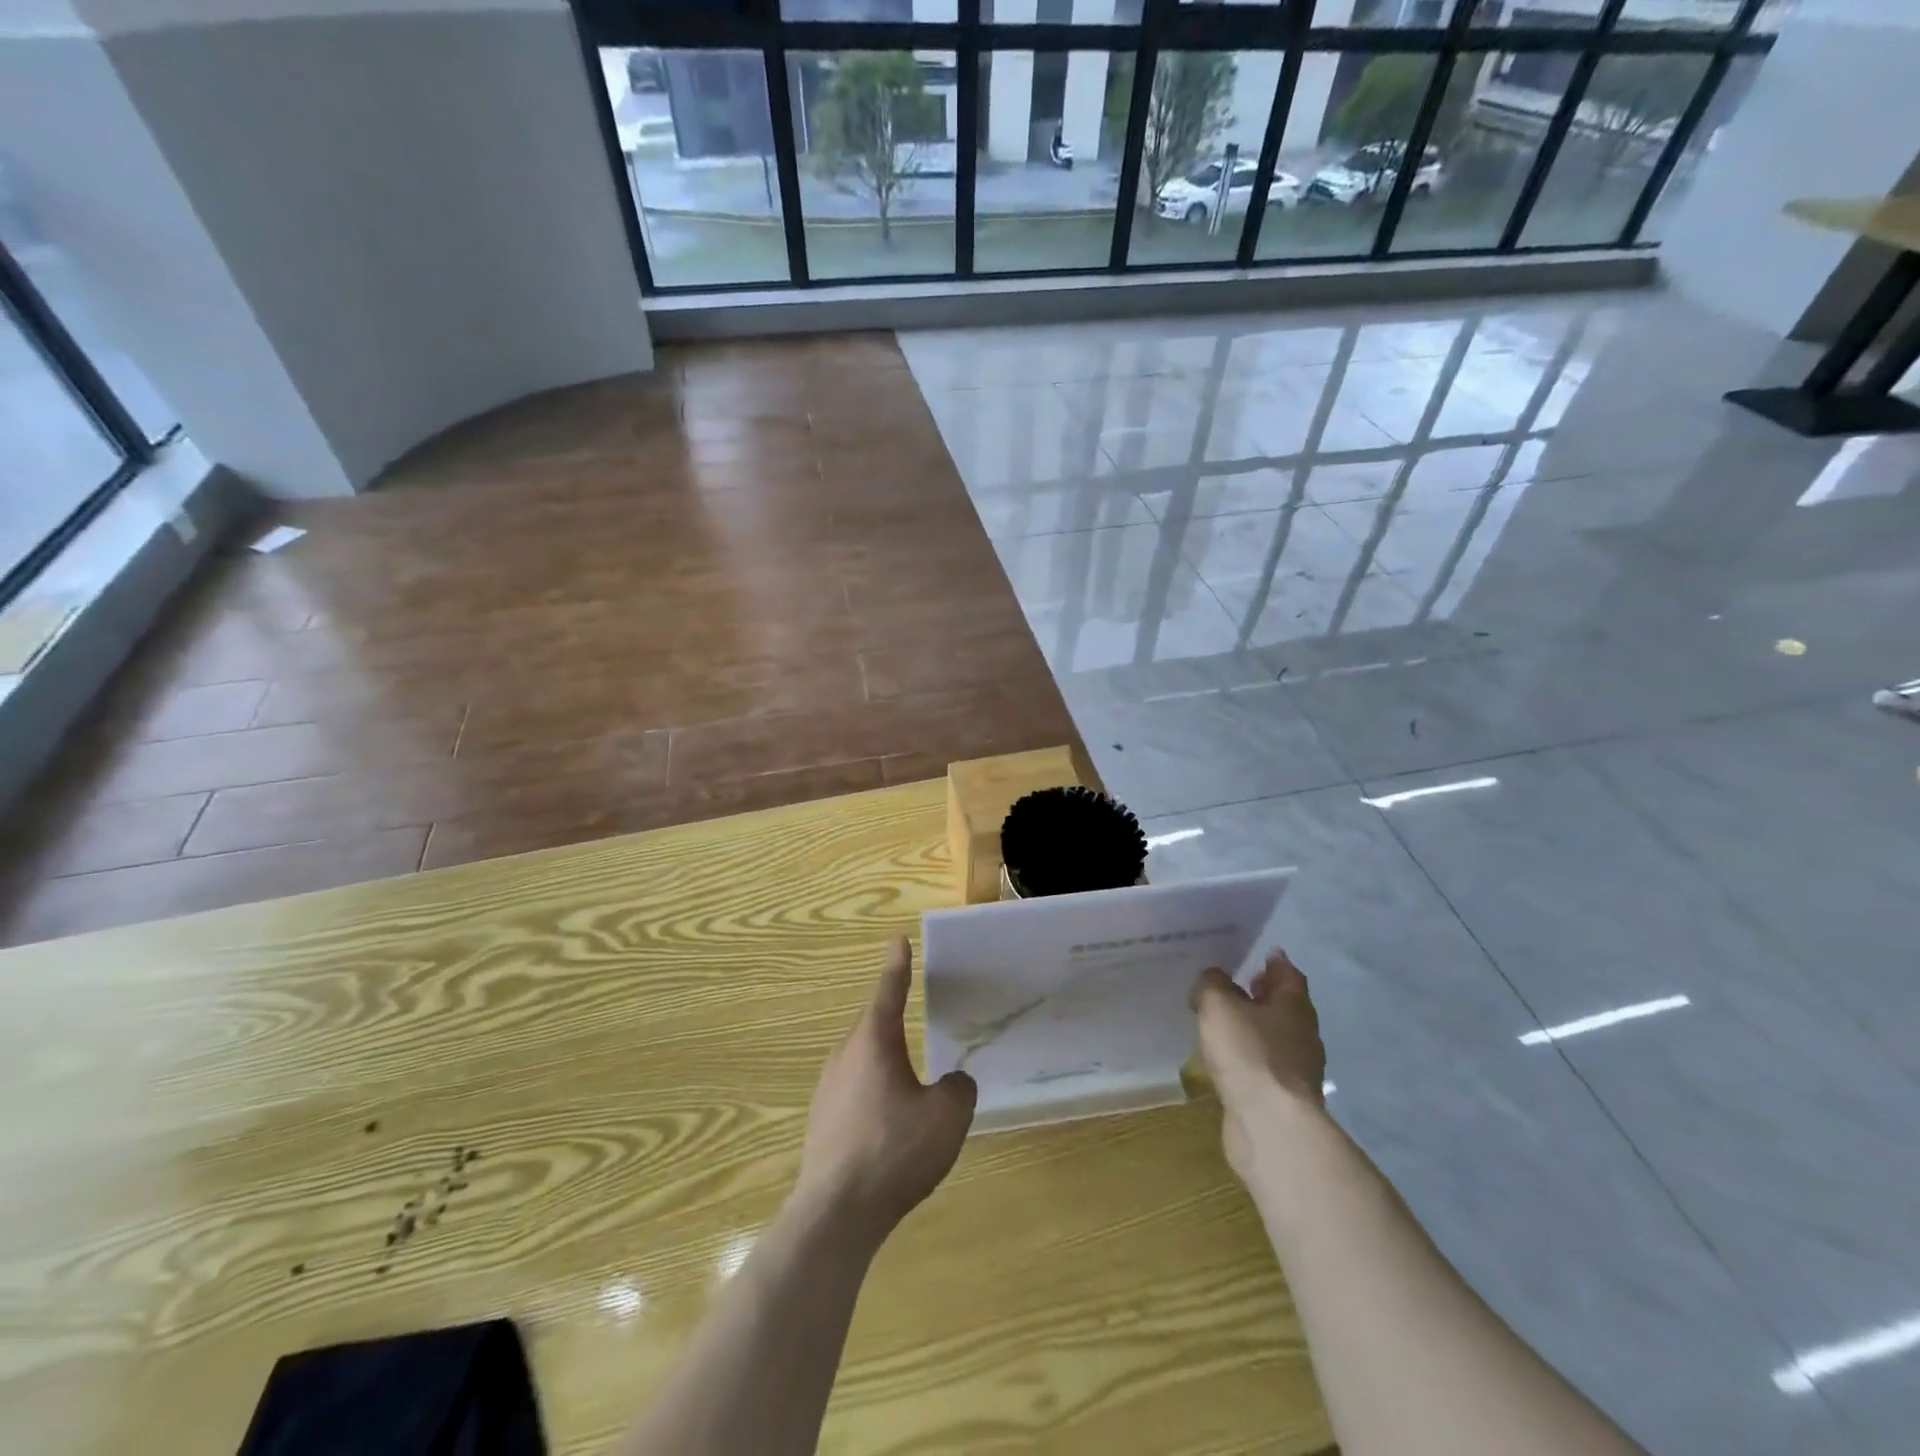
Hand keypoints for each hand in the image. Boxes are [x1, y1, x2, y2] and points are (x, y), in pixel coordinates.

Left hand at [794, 938, 976, 1241]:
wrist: (836, 1213)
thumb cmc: (894, 1151)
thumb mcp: (947, 1117)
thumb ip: (958, 1089)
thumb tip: (954, 1082)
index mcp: (874, 1041)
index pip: (890, 991)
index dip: (898, 966)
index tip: (899, 941)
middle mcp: (845, 1055)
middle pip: (874, 1025)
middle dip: (894, 1018)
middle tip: (917, 1013)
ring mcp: (827, 1088)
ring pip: (863, 1060)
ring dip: (885, 1060)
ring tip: (910, 1077)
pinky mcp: (821, 1120)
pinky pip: (854, 1089)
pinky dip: (874, 1091)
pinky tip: (889, 1122)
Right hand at [1191, 951, 1326, 1180]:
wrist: (1270, 1125)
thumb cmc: (1248, 1053)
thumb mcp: (1218, 1005)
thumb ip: (1211, 984)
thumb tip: (1212, 979)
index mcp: (1295, 1006)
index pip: (1289, 975)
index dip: (1274, 963)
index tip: (1259, 954)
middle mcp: (1302, 1034)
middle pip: (1283, 1006)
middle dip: (1261, 995)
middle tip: (1233, 985)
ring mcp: (1296, 1070)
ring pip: (1273, 1038)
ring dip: (1252, 1028)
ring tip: (1221, 1023)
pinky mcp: (1282, 1098)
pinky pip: (1263, 1067)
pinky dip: (1247, 1058)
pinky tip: (1225, 1060)